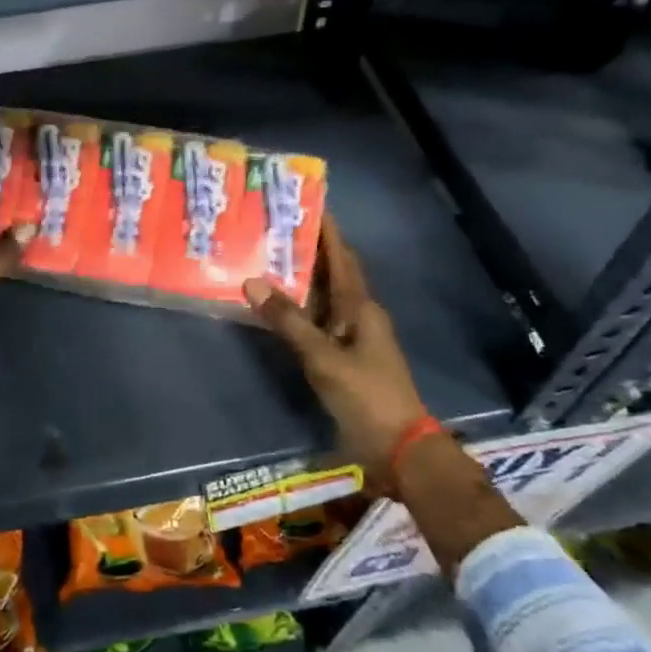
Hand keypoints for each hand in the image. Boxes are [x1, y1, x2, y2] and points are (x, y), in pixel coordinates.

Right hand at [244, 217, 428, 485]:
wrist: (398, 448)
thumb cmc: (366, 395)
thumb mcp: (323, 357)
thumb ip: (288, 321)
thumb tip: (252, 281)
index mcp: (360, 307)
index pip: (341, 257)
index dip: (327, 231)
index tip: (307, 203)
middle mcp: (357, 315)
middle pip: (331, 273)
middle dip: (306, 250)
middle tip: (273, 228)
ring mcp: (351, 338)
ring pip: (322, 298)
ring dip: (299, 279)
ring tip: (266, 257)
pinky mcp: (342, 358)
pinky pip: (316, 321)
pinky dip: (297, 309)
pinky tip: (274, 307)